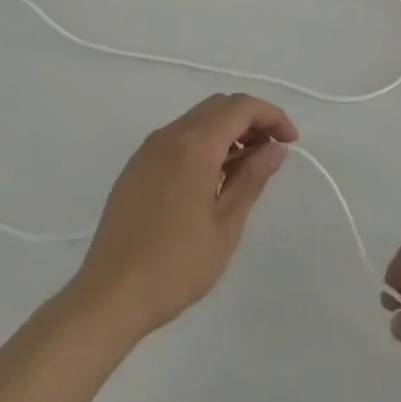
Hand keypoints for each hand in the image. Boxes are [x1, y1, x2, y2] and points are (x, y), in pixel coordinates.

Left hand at [69, 94, 296, 341]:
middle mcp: (169, 135)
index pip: (240, 107)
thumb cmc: (175, 265)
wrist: (109, 294)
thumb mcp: (225, 226)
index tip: (291, 142)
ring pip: (196, 120)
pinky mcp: (136, 167)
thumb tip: (275, 149)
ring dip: (226, 132)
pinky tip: (211, 181)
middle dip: (251, 121)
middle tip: (271, 154)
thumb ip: (252, 179)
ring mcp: (148, 149)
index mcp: (194, 144)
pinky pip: (177, 139)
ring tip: (245, 170)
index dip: (271, 116)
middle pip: (218, 106)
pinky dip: (202, 144)